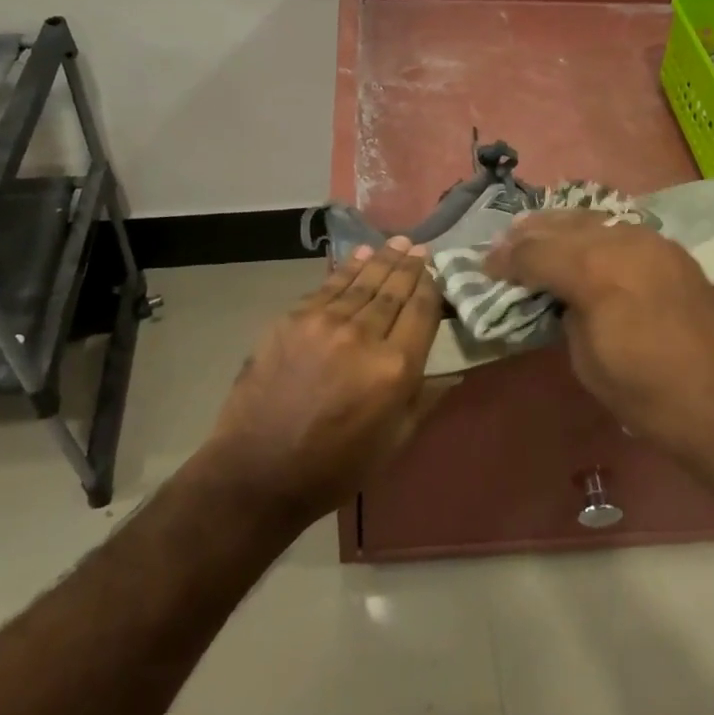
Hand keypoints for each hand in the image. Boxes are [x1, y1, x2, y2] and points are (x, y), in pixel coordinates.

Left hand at [201, 238, 447, 522]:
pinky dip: (347, 270)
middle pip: (393, 291)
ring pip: (362, 282)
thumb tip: (455, 372)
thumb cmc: (335, 466)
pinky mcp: (292, 319)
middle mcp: (363, 335)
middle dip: (409, 267)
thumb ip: (425, 398)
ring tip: (397, 243)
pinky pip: (328, 287)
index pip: (422, 312)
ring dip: (382, 260)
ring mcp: (324, 323)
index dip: (431, 288)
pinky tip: (359, 256)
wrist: (258, 470)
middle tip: (419, 248)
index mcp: (395, 368)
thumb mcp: (394, 442)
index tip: (436, 272)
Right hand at [482, 211, 713, 455]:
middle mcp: (622, 241)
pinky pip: (619, 229)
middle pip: (561, 225)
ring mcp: (652, 240)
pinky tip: (581, 244)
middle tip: (503, 247)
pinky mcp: (672, 251)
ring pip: (592, 218)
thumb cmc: (652, 397)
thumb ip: (566, 314)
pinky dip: (592, 233)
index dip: (504, 260)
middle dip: (528, 235)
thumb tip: (561, 296)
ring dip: (559, 227)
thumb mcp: (588, 362)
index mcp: (595, 271)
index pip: (535, 252)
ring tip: (536, 237)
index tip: (485, 266)